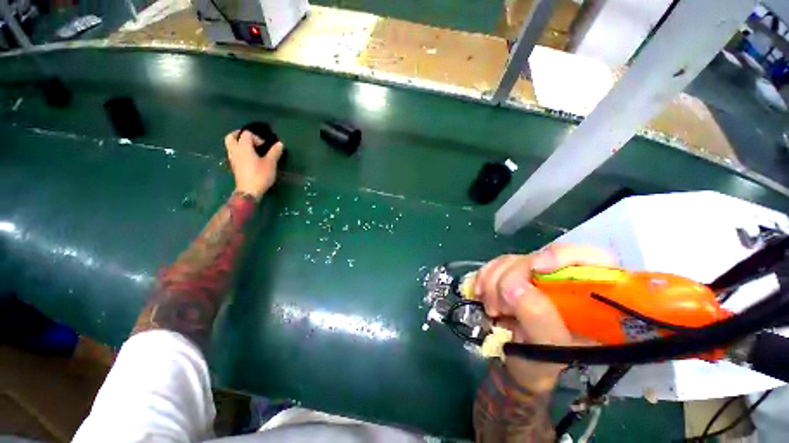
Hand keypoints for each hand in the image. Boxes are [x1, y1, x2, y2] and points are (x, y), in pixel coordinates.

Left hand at [225, 129, 283, 199]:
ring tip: (250, 149)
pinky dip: (238, 152)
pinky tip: (248, 158)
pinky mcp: (234, 166)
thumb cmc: (260, 175)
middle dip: (240, 135)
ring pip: (230, 145)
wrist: (249, 190)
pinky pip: (233, 153)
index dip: (256, 137)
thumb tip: (280, 144)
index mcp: (244, 147)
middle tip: (250, 139)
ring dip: (238, 144)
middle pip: (231, 137)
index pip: (246, 134)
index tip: (265, 145)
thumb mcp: (271, 163)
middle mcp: (235, 150)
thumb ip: (274, 152)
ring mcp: (232, 158)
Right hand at [474, 243, 615, 391]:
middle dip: (512, 277)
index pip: (588, 256)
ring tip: (491, 309)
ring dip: (493, 281)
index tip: (535, 267)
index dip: (561, 255)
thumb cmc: (547, 365)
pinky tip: (480, 294)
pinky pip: (495, 265)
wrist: (524, 366)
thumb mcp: (550, 349)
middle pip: (538, 256)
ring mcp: (537, 275)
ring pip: (512, 260)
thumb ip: (538, 318)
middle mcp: (565, 279)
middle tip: (499, 306)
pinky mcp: (514, 275)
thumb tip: (512, 286)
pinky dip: (484, 277)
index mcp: (592, 296)